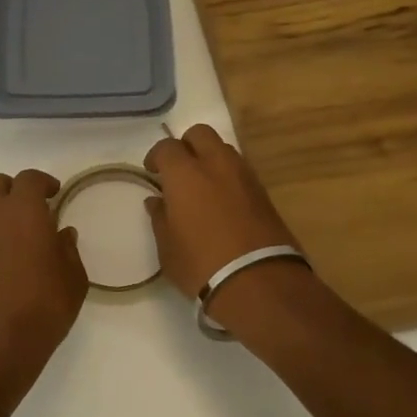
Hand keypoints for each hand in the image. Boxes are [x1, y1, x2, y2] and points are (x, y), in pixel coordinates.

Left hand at [0, 169, 88, 381]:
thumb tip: (62, 235)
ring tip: (30, 236)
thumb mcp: (73, 279)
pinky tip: (17, 260)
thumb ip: (68, 251)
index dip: (43, 182)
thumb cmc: (43, 305)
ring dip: (5, 212)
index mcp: (23, 211)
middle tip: (37, 206)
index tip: (56, 193)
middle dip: (15, 188)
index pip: (28, 179)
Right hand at [144, 124, 297, 298]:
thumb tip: (157, 201)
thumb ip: (160, 218)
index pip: (167, 147)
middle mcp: (216, 165)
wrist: (259, 282)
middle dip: (187, 145)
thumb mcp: (168, 248)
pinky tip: (222, 200)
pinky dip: (228, 176)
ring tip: (202, 185)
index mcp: (185, 174)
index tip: (152, 172)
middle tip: (178, 170)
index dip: (156, 157)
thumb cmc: (201, 265)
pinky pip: (240, 171)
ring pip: (223, 149)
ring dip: (210, 159)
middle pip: (200, 134)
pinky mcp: (264, 192)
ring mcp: (244, 176)